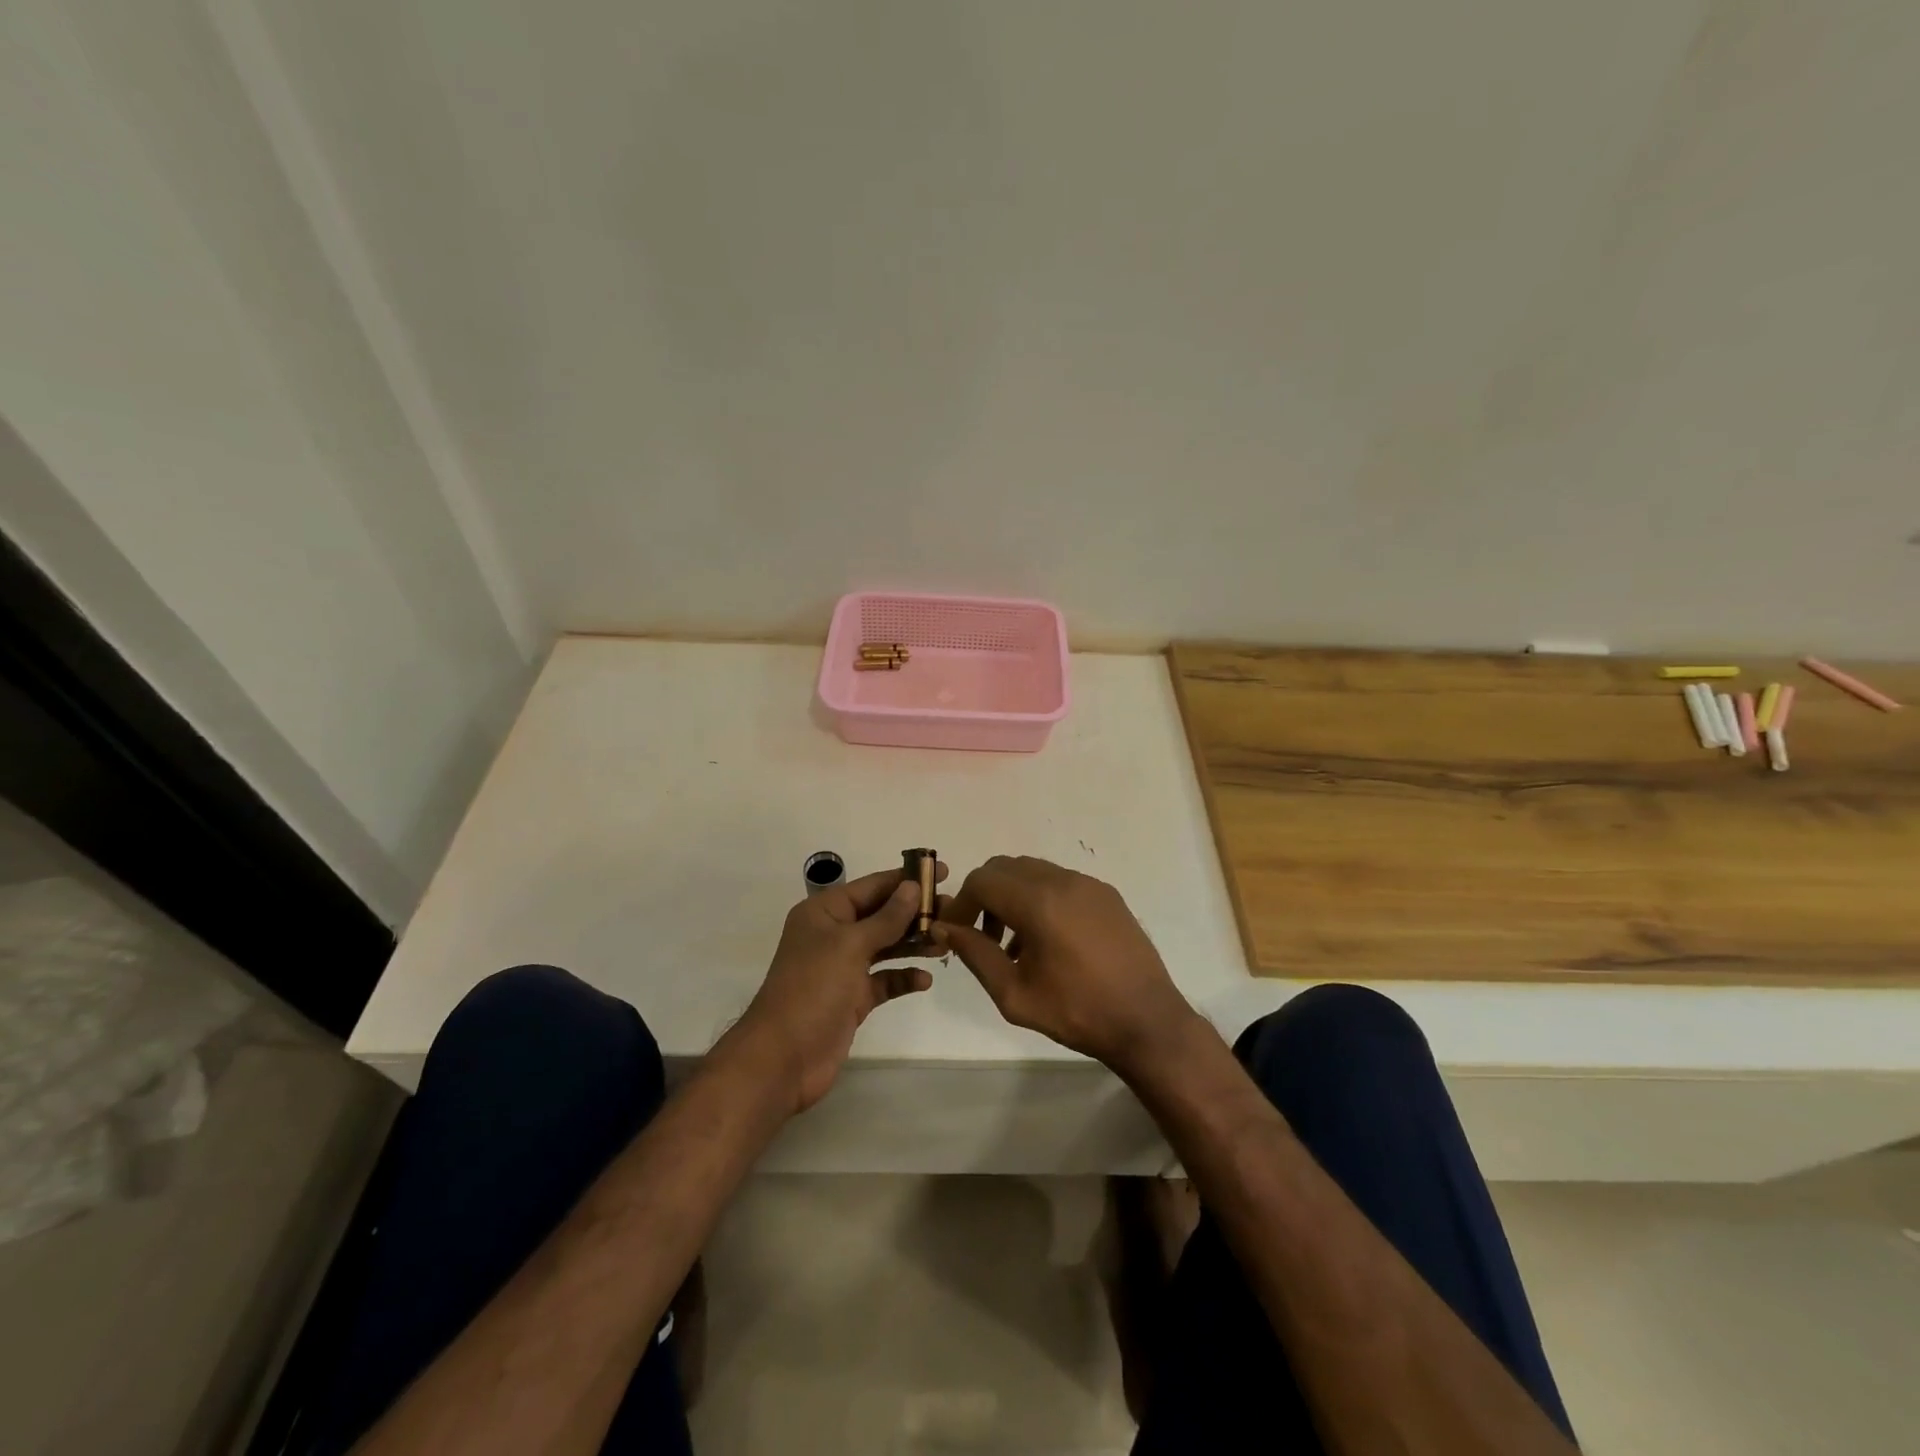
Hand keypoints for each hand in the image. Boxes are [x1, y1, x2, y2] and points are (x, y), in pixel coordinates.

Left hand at [728, 862, 944, 1113]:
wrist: (783, 1058)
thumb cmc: (813, 989)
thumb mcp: (851, 945)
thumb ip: (886, 917)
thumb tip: (912, 887)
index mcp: (824, 912)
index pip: (872, 886)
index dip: (906, 878)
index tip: (942, 871)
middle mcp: (833, 935)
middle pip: (881, 914)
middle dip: (915, 912)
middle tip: (953, 909)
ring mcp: (842, 968)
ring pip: (885, 946)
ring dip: (913, 943)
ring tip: (946, 941)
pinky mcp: (852, 998)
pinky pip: (884, 980)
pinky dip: (903, 977)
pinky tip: (925, 980)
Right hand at [933, 855, 1200, 1075]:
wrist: (1147, 1021)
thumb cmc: (1077, 1012)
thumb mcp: (1014, 994)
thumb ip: (975, 955)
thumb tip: (944, 928)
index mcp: (1039, 902)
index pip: (982, 880)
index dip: (961, 903)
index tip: (955, 932)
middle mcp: (1063, 880)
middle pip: (1005, 868)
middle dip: (984, 895)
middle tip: (980, 936)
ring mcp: (1088, 884)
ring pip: (1033, 871)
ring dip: (1012, 896)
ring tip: (1013, 945)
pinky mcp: (1107, 894)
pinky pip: (1060, 882)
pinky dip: (1040, 898)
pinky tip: (1046, 941)